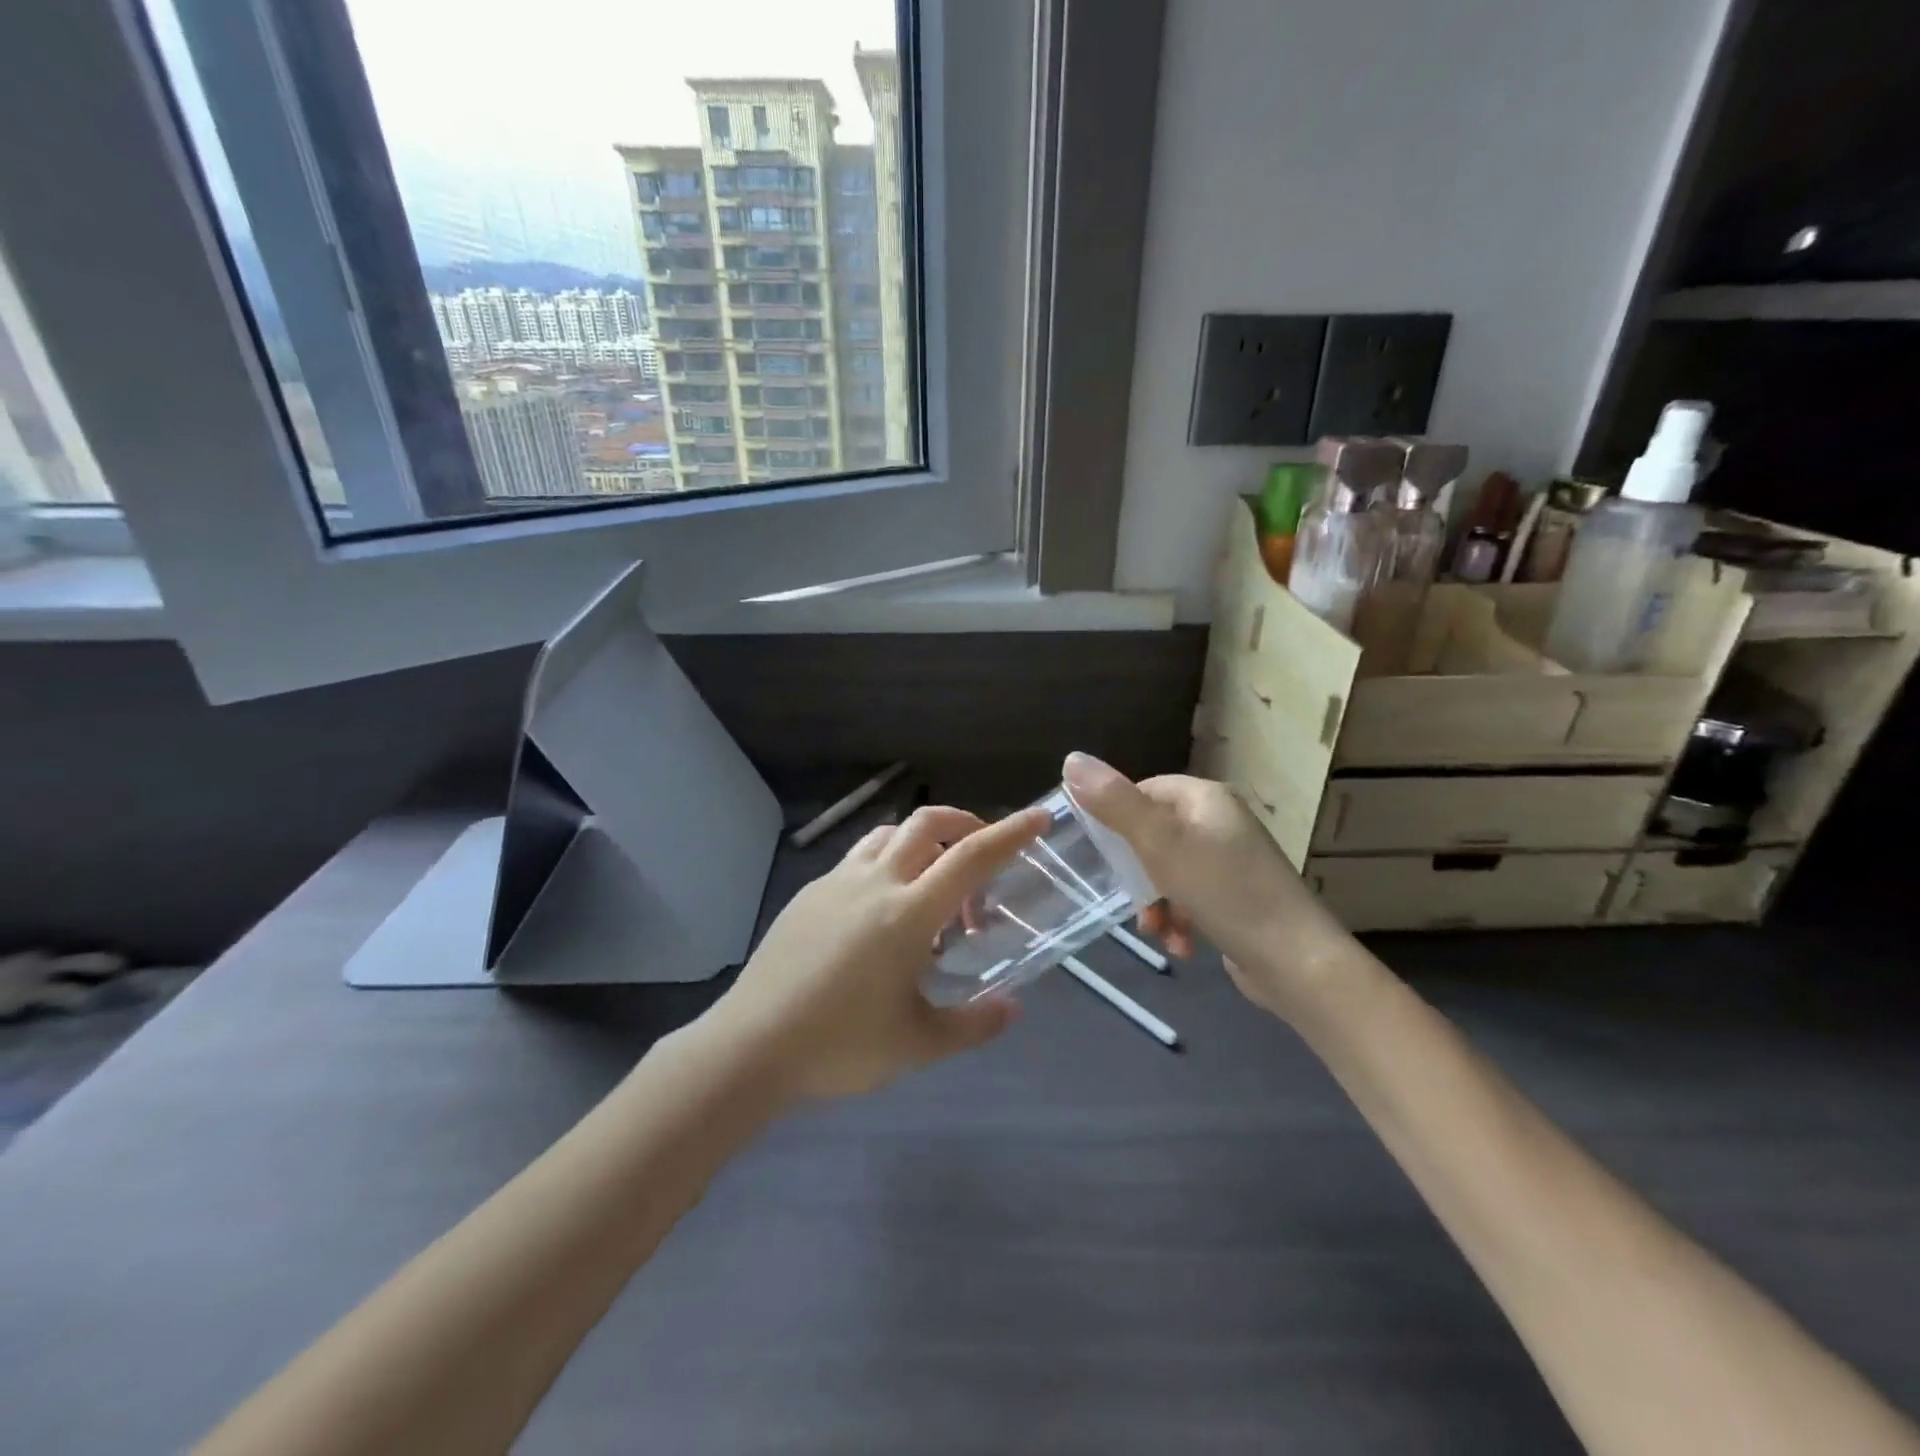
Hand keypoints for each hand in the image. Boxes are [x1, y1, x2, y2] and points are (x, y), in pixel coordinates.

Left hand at [707, 803, 1050, 1101]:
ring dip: (922, 840)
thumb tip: (1012, 1008)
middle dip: (965, 823)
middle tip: (983, 853)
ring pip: (889, 834)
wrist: (749, 1047)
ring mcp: (836, 883)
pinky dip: (887, 862)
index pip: (971, 857)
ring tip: (934, 880)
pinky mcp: (809, 893)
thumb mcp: (917, 1044)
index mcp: (908, 913)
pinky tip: (883, 909)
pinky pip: (859, 858)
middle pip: (927, 824)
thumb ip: (973, 1024)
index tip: (1038, 818)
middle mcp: (875, 883)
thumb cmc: (839, 1046)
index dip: (1010, 834)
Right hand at [1062, 754, 1355, 1020]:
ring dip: (1155, 903)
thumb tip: (1071, 759)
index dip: (1116, 820)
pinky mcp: (1237, 897)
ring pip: (1168, 872)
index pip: (1143, 791)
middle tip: (1131, 901)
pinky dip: (1179, 919)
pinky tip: (1180, 945)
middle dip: (1137, 874)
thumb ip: (1114, 803)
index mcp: (1205, 798)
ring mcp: (1231, 861)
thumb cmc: (1224, 892)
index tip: (1101, 855)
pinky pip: (1191, 898)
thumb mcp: (1160, 843)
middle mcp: (1220, 822)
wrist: (1296, 962)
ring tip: (1157, 931)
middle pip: (1153, 835)